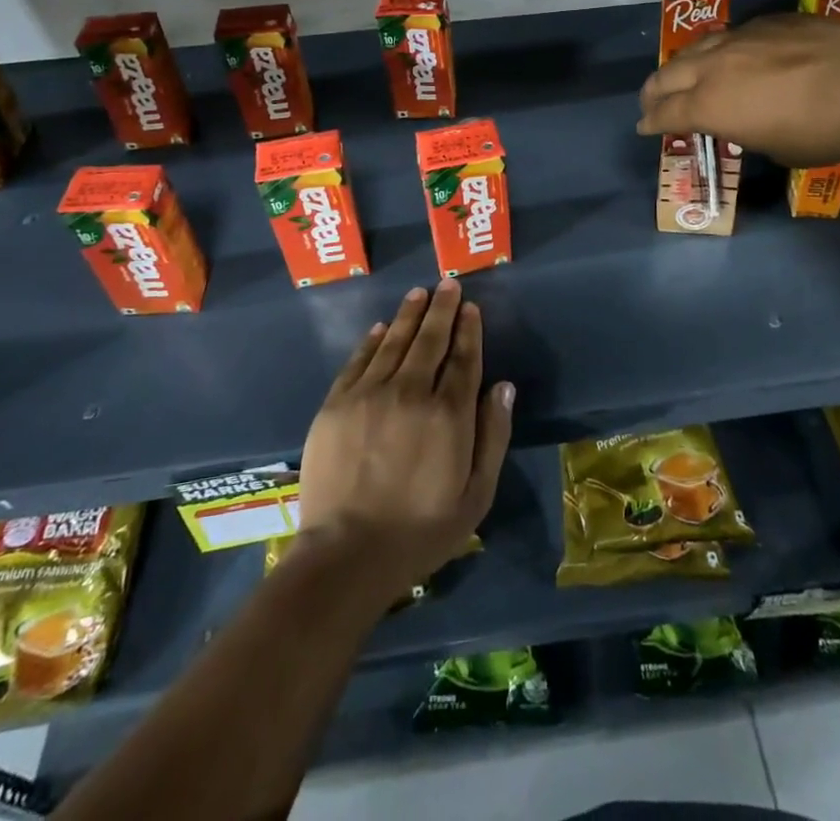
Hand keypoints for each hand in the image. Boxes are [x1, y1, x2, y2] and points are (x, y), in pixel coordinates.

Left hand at [299, 281, 513, 599]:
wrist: (347, 555)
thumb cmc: (421, 531)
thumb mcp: (476, 495)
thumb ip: (493, 436)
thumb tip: (503, 386)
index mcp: (449, 414)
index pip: (463, 358)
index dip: (468, 330)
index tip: (471, 307)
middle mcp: (411, 392)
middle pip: (430, 340)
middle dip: (442, 309)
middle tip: (448, 284)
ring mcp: (370, 394)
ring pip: (395, 342)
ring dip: (410, 315)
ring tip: (420, 293)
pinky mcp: (337, 404)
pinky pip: (358, 360)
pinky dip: (372, 340)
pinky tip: (381, 327)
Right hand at [637, 14, 839, 167]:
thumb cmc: (822, 131)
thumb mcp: (774, 147)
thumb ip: (743, 129)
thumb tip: (741, 119)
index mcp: (710, 105)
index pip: (666, 113)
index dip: (651, 123)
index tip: (644, 127)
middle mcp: (715, 66)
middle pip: (668, 75)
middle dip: (653, 92)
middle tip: (650, 102)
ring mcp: (741, 37)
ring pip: (696, 48)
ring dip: (682, 65)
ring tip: (682, 74)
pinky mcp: (769, 21)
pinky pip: (732, 35)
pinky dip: (721, 51)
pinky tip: (732, 56)